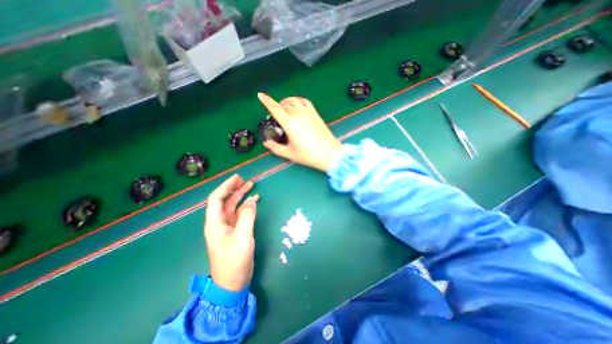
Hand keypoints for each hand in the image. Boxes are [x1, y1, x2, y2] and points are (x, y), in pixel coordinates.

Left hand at [203, 176, 255, 291]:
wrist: (232, 283)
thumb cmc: (235, 261)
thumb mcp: (243, 237)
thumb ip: (247, 216)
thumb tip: (251, 201)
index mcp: (215, 223)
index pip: (216, 199)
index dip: (225, 187)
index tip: (237, 178)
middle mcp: (219, 222)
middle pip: (225, 201)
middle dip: (234, 189)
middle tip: (246, 180)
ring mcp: (227, 227)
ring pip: (233, 206)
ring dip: (241, 196)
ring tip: (251, 186)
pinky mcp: (234, 231)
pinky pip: (239, 214)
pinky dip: (246, 206)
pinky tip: (254, 201)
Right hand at [256, 93, 343, 172]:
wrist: (329, 153)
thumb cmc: (308, 155)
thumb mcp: (289, 153)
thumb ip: (275, 148)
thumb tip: (266, 142)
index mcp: (289, 123)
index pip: (275, 108)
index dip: (266, 101)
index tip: (260, 95)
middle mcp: (298, 114)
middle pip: (283, 104)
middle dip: (276, 106)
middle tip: (275, 115)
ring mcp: (308, 112)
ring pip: (293, 100)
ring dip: (286, 101)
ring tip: (283, 108)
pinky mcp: (315, 113)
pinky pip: (304, 101)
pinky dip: (297, 100)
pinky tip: (296, 105)